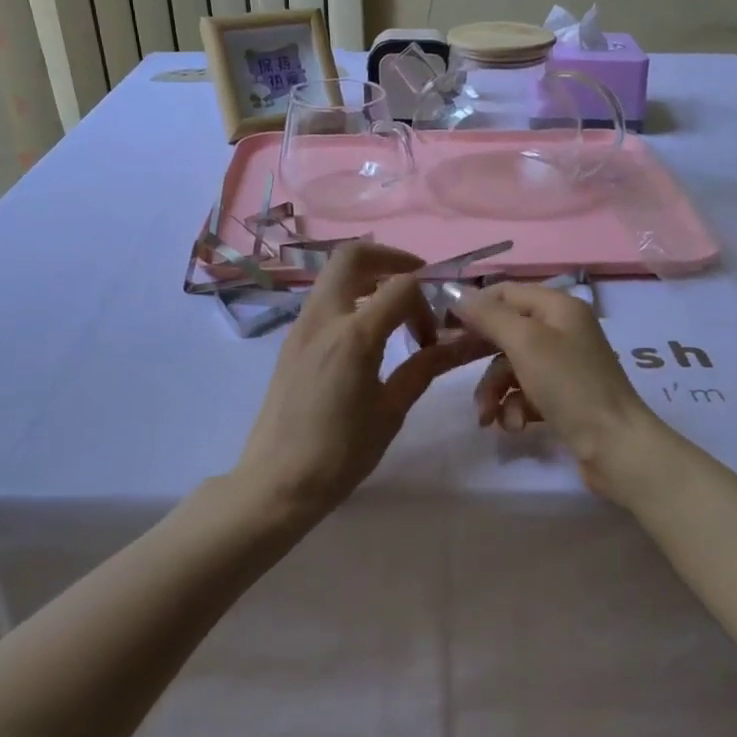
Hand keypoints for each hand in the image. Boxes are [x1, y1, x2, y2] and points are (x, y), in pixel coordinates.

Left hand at [234, 242, 492, 519]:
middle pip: (354, 255)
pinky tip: (367, 335)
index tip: (435, 332)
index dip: (428, 298)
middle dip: (391, 258)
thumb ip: (424, 368)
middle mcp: (324, 318)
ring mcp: (301, 326)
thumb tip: (459, 344)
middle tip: (416, 285)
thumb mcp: (391, 411)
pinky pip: (323, 299)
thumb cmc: (341, 453)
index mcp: (354, 335)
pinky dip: (350, 297)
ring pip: (334, 274)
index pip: (402, 285)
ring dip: (369, 277)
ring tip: (394, 312)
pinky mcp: (291, 340)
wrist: (277, 481)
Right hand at [454, 283, 670, 497]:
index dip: (473, 306)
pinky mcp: (562, 397)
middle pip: (506, 330)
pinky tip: (515, 426)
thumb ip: (489, 316)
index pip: (504, 292)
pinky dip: (514, 407)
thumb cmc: (570, 385)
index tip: (441, 327)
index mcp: (558, 307)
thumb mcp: (525, 343)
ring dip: (494, 390)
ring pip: (510, 366)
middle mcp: (562, 330)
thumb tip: (455, 293)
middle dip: (479, 354)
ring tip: (488, 417)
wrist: (616, 447)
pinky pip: (525, 392)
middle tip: (450, 366)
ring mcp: (564, 365)